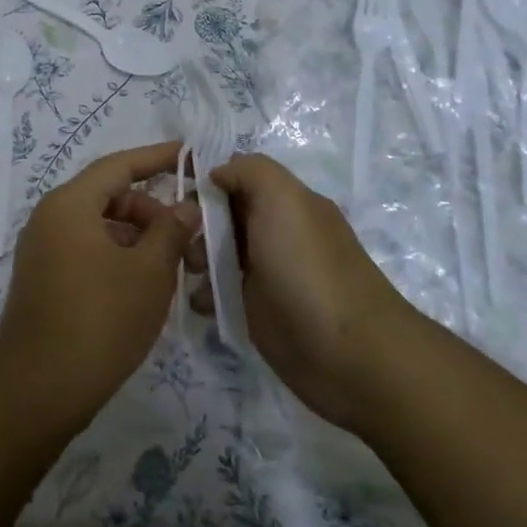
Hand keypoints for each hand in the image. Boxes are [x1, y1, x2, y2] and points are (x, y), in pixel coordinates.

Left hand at [0, 141, 197, 430]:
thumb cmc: (100, 319)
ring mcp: (42, 250)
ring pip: (100, 228)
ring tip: (176, 269)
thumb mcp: (148, 272)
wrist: (39, 388)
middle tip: (190, 238)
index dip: (157, 158)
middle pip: (109, 197)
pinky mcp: (43, 280)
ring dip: (139, 239)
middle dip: (152, 211)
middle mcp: (49, 218)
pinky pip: (87, 251)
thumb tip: (186, 206)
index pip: (118, 166)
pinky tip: (146, 287)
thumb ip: (171, 230)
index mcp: (69, 204)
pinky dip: (118, 258)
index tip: (189, 153)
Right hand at [201, 153, 414, 430]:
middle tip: (179, 240)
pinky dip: (204, 293)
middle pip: (222, 216)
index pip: (237, 178)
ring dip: (194, 258)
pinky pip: (219, 293)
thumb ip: (249, 171)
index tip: (177, 195)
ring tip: (189, 272)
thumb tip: (216, 173)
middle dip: (195, 223)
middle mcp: (277, 234)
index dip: (207, 182)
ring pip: (216, 254)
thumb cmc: (309, 268)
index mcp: (287, 203)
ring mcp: (267, 274)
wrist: (348, 354)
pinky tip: (198, 301)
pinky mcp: (257, 313)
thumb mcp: (283, 199)